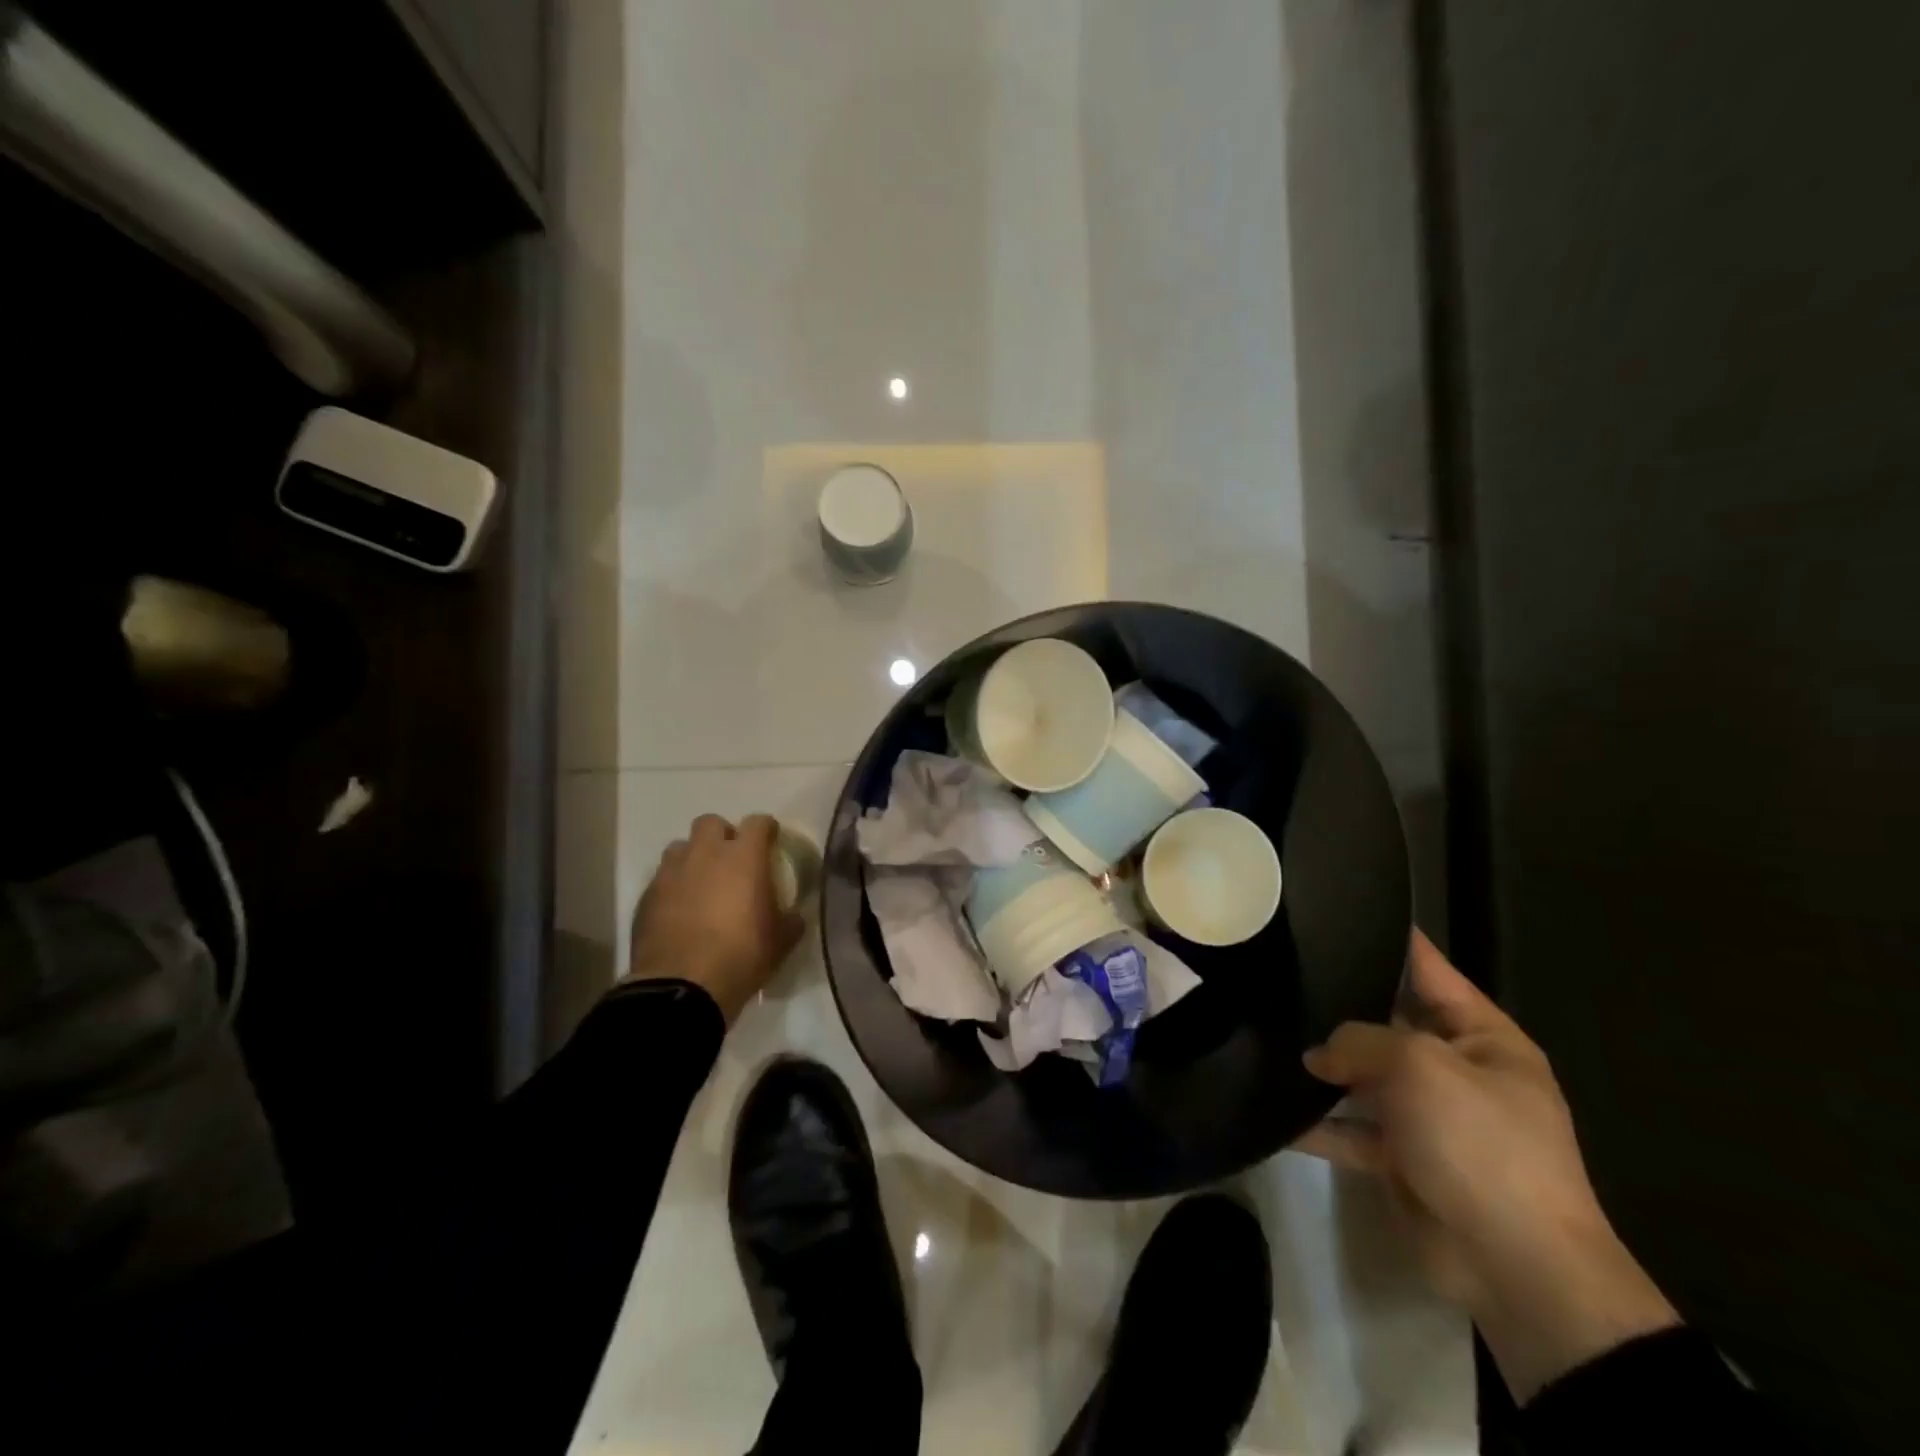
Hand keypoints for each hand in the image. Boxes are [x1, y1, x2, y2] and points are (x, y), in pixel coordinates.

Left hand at [625, 814, 803, 1023]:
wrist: (682, 987)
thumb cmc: (741, 956)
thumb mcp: (780, 942)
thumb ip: (790, 921)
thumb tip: (793, 917)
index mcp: (744, 857)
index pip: (758, 822)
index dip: (766, 829)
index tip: (771, 841)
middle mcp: (705, 854)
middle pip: (711, 822)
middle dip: (722, 835)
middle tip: (731, 860)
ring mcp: (671, 872)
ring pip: (681, 847)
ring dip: (693, 857)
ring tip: (701, 882)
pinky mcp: (647, 895)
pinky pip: (662, 877)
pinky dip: (673, 885)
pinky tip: (679, 909)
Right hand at [1295, 930, 1677, 1401]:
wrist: (1517, 1266)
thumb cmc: (1480, 1142)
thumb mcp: (1420, 1067)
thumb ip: (1361, 1041)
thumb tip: (1319, 1055)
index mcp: (1484, 1039)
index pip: (1431, 971)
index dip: (1393, 941)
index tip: (1343, 912)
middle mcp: (1456, 1071)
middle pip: (1389, 1023)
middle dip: (1340, 1006)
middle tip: (1282, 974)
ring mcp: (1428, 1117)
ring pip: (1364, 1077)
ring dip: (1322, 1067)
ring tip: (1264, 1034)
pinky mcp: (1402, 1160)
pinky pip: (1350, 1131)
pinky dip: (1317, 1124)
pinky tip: (1272, 1109)